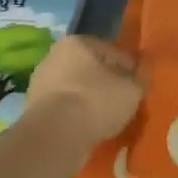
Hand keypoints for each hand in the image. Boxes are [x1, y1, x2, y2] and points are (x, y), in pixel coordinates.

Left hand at [26, 35, 144, 145]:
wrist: (55, 135)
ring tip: (107, 119)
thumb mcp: (132, 88)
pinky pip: (64, 108)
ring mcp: (40, 82)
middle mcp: (54, 56)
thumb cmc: (96, 101)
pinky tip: (88, 128)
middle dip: (107, 83)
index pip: (113, 52)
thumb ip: (141, 75)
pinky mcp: (33, 108)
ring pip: (76, 89)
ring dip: (90, 100)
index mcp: (78, 42)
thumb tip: (144, 67)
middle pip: (91, 69)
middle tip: (124, 103)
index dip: (130, 69)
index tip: (139, 86)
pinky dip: (76, 116)